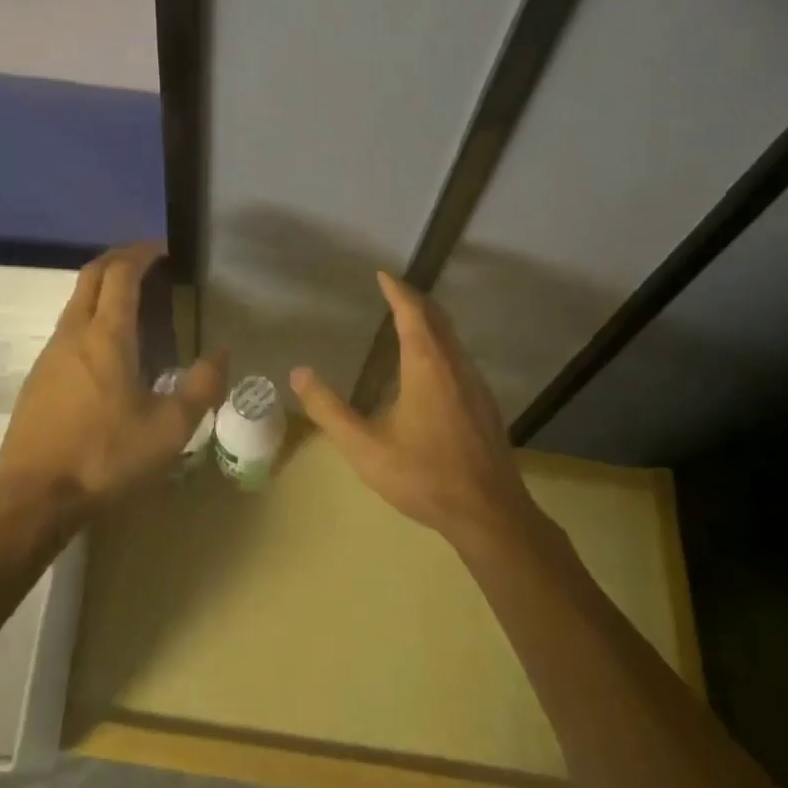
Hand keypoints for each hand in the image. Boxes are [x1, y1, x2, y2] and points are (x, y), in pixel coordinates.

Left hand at [0, 243, 226, 514]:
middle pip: (91, 276)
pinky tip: (107, 351)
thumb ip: (202, 387)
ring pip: (75, 302)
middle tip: (146, 261)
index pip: (121, 273)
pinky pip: (66, 330)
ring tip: (133, 304)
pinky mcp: (37, 379)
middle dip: (118, 259)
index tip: (162, 248)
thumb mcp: (169, 429)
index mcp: (107, 336)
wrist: (33, 499)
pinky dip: (89, 318)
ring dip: (102, 289)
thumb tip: (222, 354)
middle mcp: (73, 334)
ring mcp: (50, 355)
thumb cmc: (105, 457)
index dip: (141, 253)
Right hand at [290, 271, 538, 551]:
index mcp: (427, 365)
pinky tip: (430, 368)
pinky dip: (441, 344)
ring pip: (452, 338)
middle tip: (393, 291)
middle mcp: (455, 364)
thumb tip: (299, 372)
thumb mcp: (364, 446)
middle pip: (437, 318)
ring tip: (408, 323)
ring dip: (430, 322)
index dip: (396, 290)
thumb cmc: (424, 475)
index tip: (382, 274)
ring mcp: (475, 384)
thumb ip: (329, 409)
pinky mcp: (485, 404)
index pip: (412, 312)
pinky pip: (460, 357)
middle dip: (415, 300)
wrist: (489, 513)